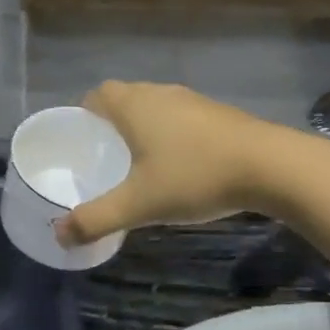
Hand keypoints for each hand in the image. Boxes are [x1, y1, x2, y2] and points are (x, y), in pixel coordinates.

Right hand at [57, 81, 284, 245]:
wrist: (271, 166)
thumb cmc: (195, 176)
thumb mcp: (139, 204)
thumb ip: (96, 219)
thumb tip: (58, 236)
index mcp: (134, 106)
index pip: (97, 95)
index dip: (83, 113)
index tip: (80, 141)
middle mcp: (160, 94)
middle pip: (125, 98)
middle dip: (111, 123)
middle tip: (104, 156)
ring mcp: (193, 101)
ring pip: (156, 107)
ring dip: (143, 127)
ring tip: (139, 162)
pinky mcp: (219, 114)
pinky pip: (181, 118)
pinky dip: (172, 134)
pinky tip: (180, 165)